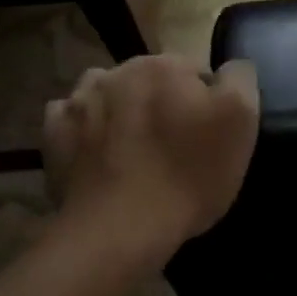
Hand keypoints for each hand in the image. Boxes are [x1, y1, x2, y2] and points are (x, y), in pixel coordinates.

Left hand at [42, 55, 260, 253]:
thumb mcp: (241, 121)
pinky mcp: (54, 134)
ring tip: (134, 148)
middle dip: (164, 104)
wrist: (120, 230)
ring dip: (122, 110)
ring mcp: (79, 101)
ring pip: (110, 94)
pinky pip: (73, 119)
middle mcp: (118, 71)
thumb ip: (239, 79)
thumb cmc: (189, 174)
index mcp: (164, 65)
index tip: (209, 135)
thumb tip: (229, 67)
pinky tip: (99, 153)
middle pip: (152, 81)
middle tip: (176, 147)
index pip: (196, 71)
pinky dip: (86, 130)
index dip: (208, 102)